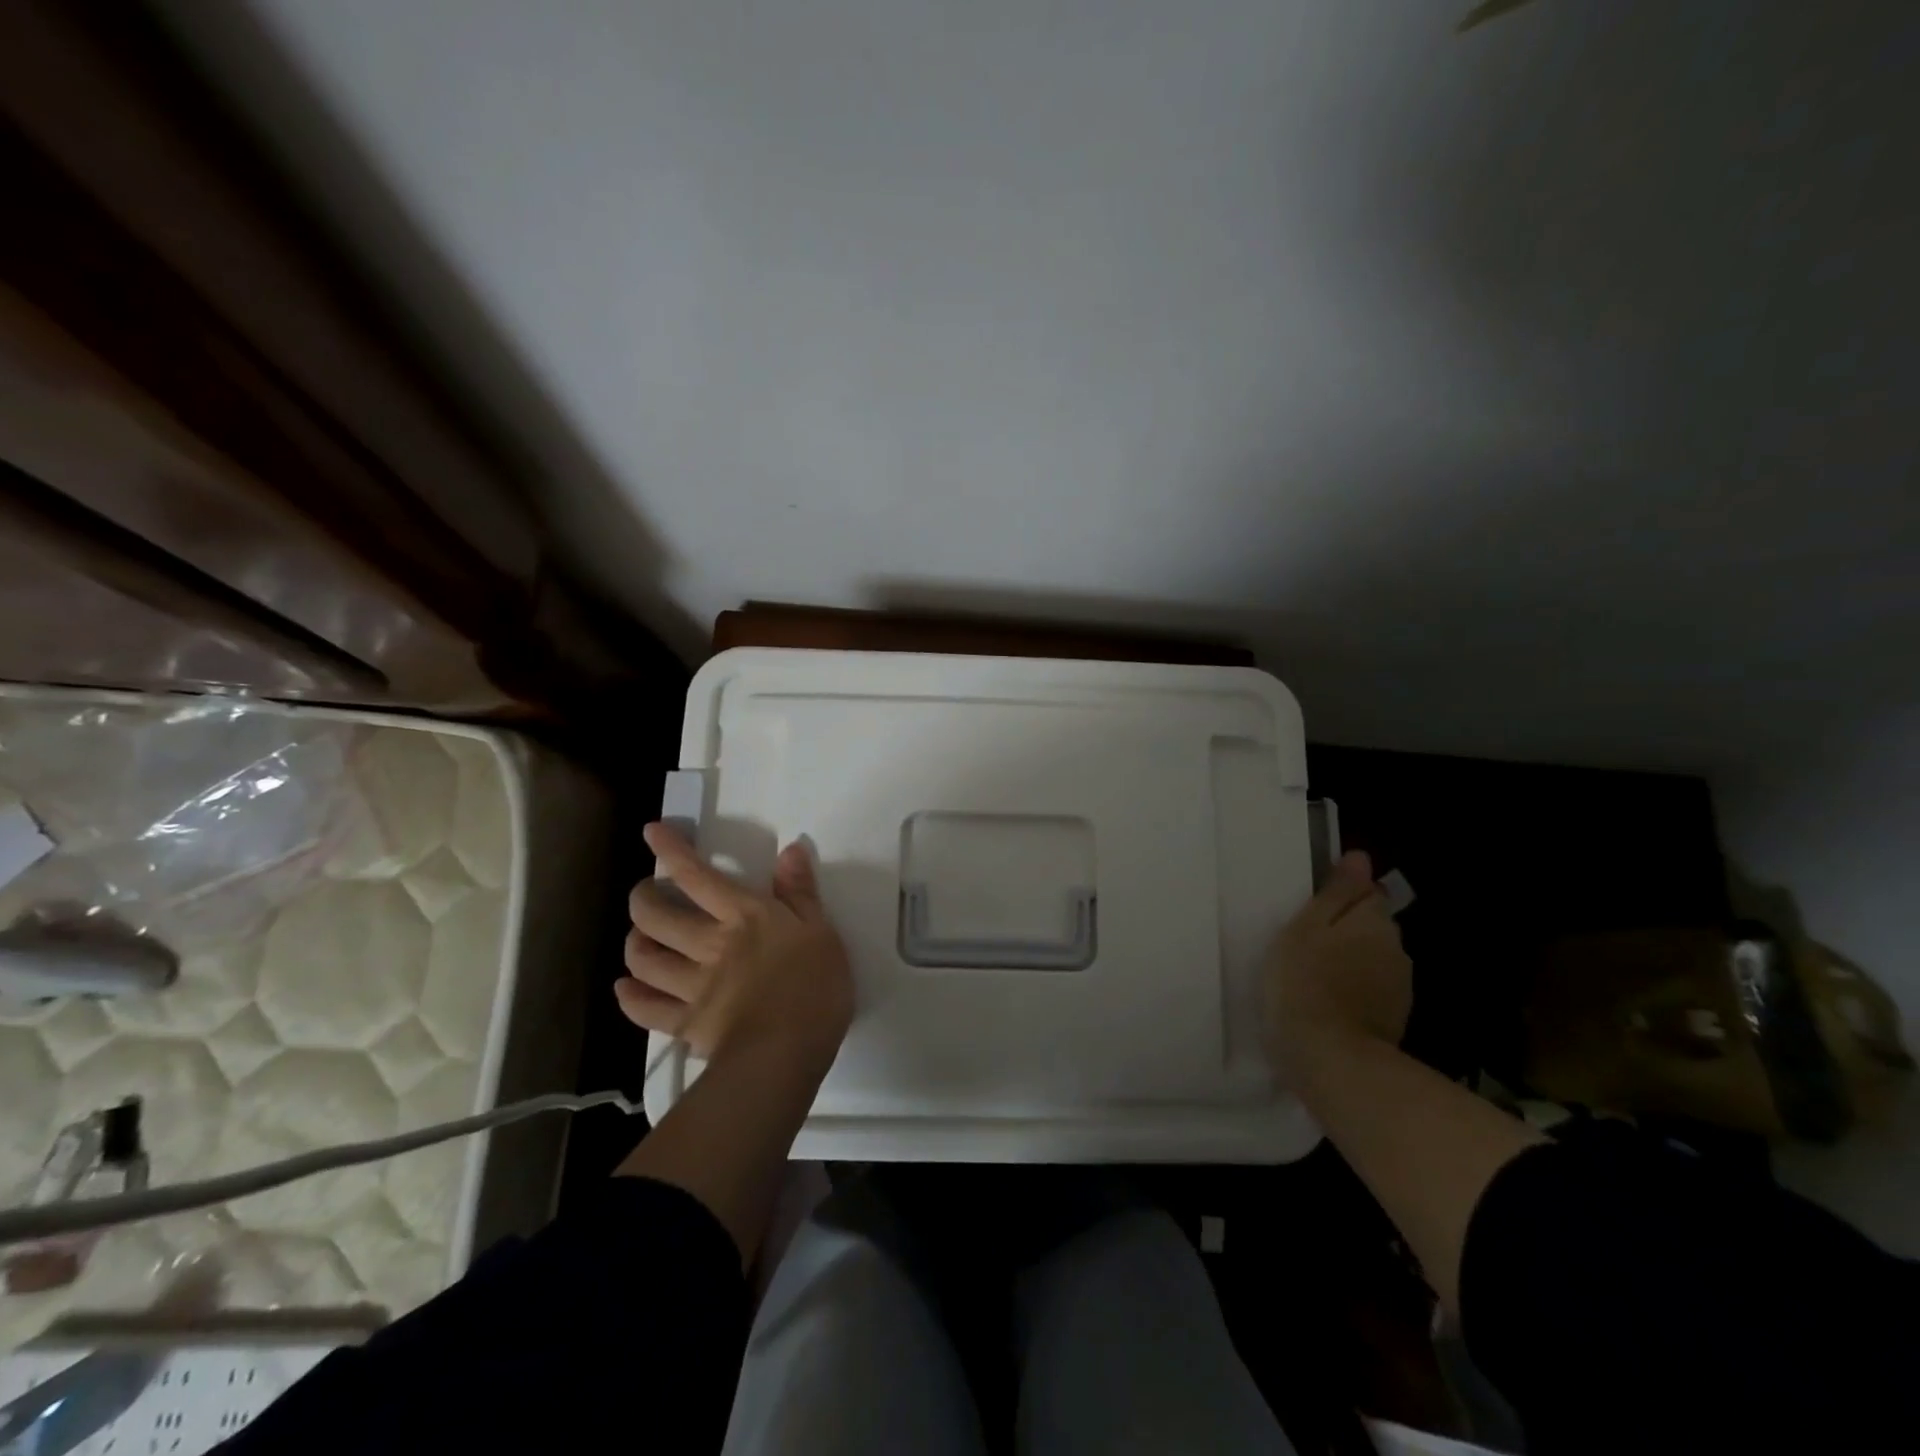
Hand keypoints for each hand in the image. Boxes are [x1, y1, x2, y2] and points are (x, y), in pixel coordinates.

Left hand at [616, 823, 853, 1072]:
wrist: (787, 1051)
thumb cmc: (814, 985)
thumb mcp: (820, 930)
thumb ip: (800, 891)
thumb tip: (790, 849)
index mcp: (743, 916)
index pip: (697, 875)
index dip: (671, 850)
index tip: (652, 832)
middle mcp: (708, 943)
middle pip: (656, 915)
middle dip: (642, 899)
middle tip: (646, 895)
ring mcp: (691, 985)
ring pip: (644, 958)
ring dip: (634, 943)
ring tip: (639, 938)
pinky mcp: (684, 1023)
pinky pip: (644, 1007)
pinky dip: (630, 996)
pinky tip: (626, 988)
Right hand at [1263, 851, 1411, 1086]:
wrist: (1330, 1059)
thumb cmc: (1304, 981)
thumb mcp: (1306, 926)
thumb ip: (1336, 892)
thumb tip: (1360, 858)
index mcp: (1374, 920)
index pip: (1369, 893)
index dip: (1343, 897)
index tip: (1314, 909)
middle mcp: (1396, 949)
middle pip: (1373, 928)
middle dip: (1349, 931)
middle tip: (1308, 943)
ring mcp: (1399, 989)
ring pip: (1374, 961)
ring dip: (1352, 963)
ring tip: (1316, 976)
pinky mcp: (1393, 1022)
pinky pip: (1372, 993)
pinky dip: (1355, 993)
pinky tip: (1329, 1003)